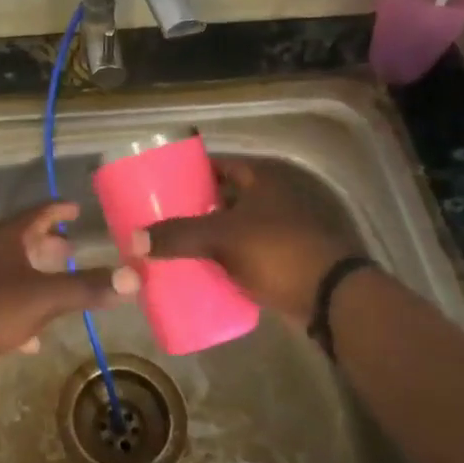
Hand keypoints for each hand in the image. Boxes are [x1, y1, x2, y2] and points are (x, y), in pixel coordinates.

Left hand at [0, 201, 138, 376]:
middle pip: (23, 240)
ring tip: (60, 285)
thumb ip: (87, 287)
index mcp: (6, 238)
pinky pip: (1, 301)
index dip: (59, 209)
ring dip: (36, 275)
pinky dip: (21, 309)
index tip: (77, 208)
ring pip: (12, 270)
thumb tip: (136, 275)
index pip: (37, 212)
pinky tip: (33, 337)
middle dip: (49, 244)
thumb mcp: (43, 298)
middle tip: (74, 249)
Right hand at [137, 158, 363, 329]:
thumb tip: (132, 240)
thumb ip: (178, 236)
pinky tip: (200, 268)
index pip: (216, 164)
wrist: (331, 298)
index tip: (160, 184)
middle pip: (222, 196)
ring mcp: (279, 229)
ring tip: (172, 243)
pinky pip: (243, 252)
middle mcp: (271, 197)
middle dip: (193, 206)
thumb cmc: (277, 251)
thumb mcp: (222, 238)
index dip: (188, 171)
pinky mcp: (282, 259)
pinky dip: (224, 257)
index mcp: (261, 179)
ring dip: (208, 234)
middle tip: (160, 216)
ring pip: (233, 226)